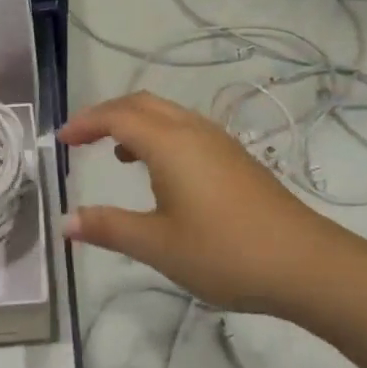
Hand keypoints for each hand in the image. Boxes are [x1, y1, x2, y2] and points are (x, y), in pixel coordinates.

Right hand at [58, 92, 348, 314]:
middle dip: (107, 114)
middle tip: (81, 138)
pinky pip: (186, 130)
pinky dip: (159, 136)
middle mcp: (194, 131)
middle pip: (142, 103)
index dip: (85, 123)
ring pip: (168, 115)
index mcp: (170, 143)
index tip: (60, 140)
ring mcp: (220, 143)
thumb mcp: (157, 245)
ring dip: (136, 124)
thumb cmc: (224, 252)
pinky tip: (160, 174)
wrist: (305, 264)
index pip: (117, 116)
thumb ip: (109, 228)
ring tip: (115, 154)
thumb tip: (66, 221)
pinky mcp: (236, 159)